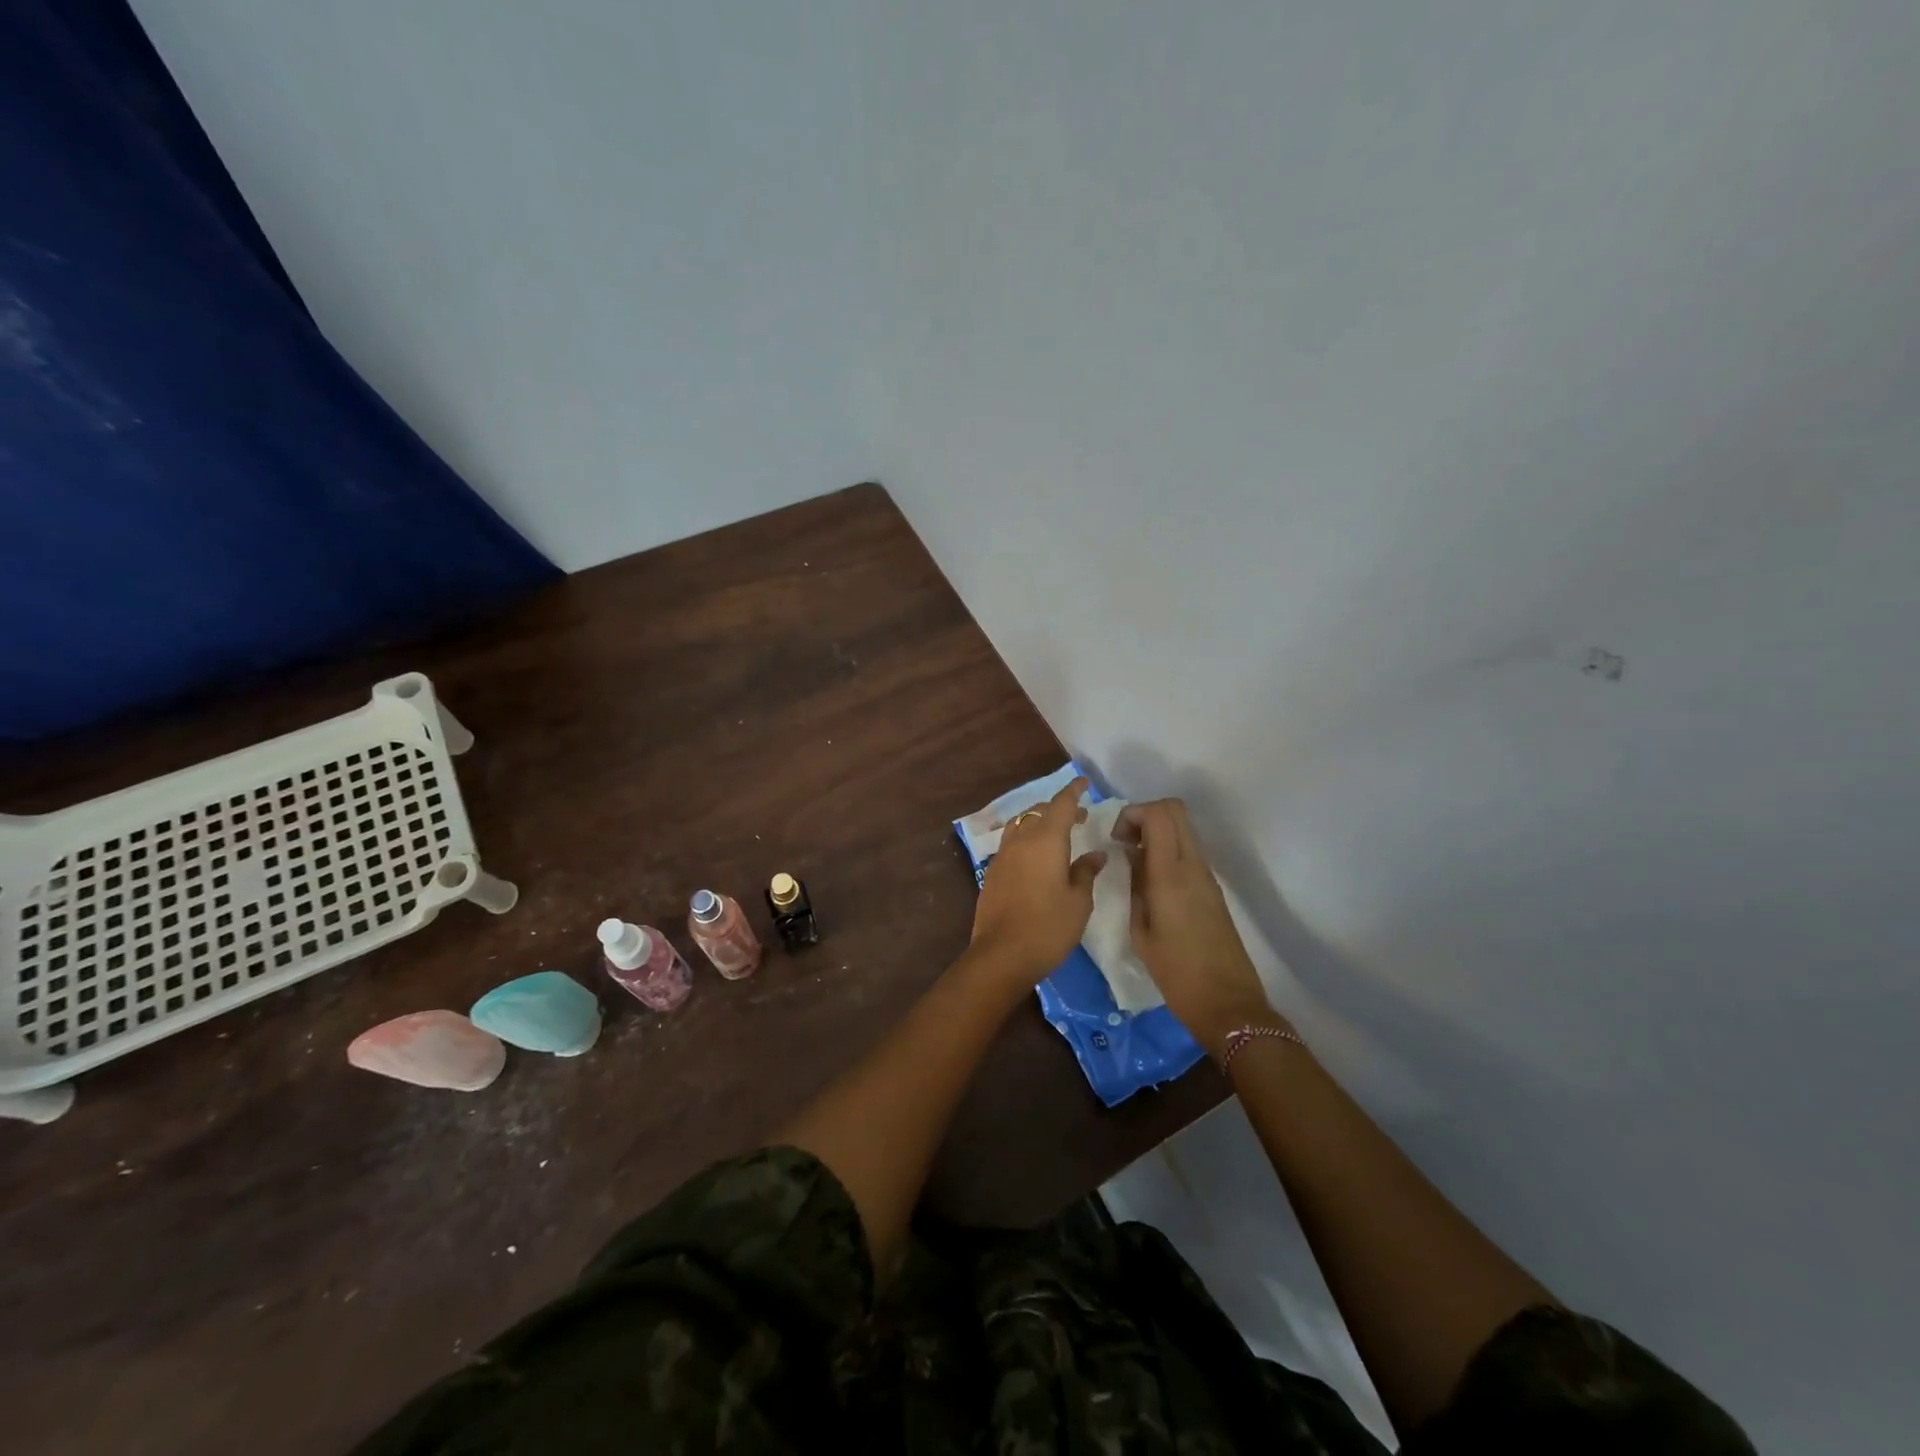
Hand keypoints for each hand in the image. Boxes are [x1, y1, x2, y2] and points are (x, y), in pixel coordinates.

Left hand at [969, 776, 1105, 983]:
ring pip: (1021, 824)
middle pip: (1039, 811)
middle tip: (1079, 817)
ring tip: (1056, 833)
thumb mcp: (1078, 902)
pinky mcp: (992, 872)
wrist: (1001, 954)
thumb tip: (1095, 855)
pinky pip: (1011, 842)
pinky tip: (1036, 856)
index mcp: (1046, 840)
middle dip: (1059, 808)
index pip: (1061, 804)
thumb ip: (1086, 873)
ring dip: (1039, 821)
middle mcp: (1021, 840)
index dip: (1073, 791)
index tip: (1084, 783)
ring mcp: (1003, 855)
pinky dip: (1026, 838)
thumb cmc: (1048, 927)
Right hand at [1114, 799, 1280, 1055]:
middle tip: (1124, 842)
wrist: (1227, 1004)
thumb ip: (1135, 885)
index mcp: (1171, 875)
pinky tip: (1151, 880)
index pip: (1159, 814)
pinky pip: (1188, 851)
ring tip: (1134, 861)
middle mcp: (1193, 866)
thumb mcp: (1141, 930)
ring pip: (1183, 829)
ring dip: (1157, 832)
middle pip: (1175, 811)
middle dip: (1144, 815)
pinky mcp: (1212, 889)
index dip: (1132, 813)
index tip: (1116, 839)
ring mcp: (1207, 876)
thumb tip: (1132, 855)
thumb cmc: (1175, 972)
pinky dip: (1168, 850)